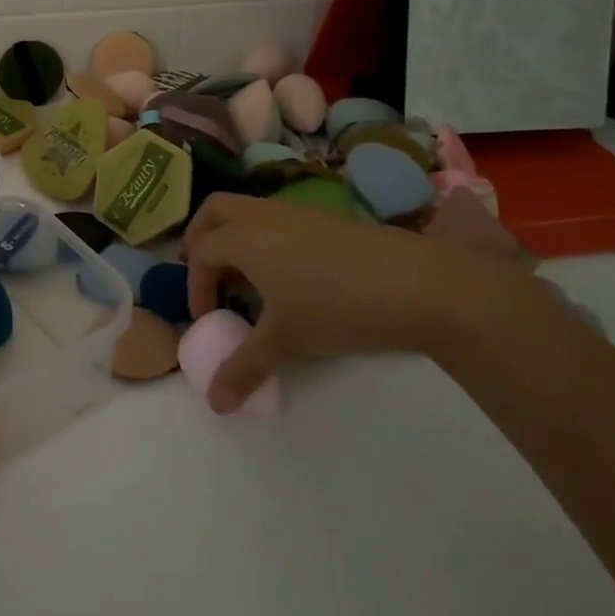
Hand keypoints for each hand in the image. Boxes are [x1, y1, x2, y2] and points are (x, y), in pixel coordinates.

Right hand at [185, 194, 509, 412]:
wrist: (419, 284)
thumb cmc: (337, 307)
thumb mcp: (286, 341)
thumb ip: (244, 368)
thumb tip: (215, 404)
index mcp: (243, 237)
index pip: (199, 252)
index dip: (195, 286)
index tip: (209, 320)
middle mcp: (263, 214)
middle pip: (214, 211)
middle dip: (201, 240)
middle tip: (208, 277)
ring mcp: (296, 211)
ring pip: (248, 211)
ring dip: (235, 239)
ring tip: (248, 283)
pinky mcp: (324, 217)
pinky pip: (277, 219)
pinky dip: (265, 239)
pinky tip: (288, 277)